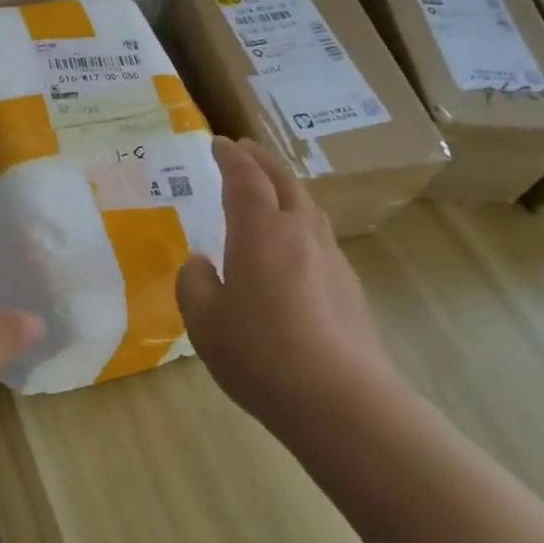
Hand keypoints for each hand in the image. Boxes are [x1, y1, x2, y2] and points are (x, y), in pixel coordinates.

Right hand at [177, 137, 402, 429]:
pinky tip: (293, 248)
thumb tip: (199, 263)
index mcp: (260, 232)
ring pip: (308, 207)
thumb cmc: (260, 354)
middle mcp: (299, 233)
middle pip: (284, 181)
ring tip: (271, 190)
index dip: (230, 157)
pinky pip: (320, 237)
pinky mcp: (349, 286)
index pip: (245, 178)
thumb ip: (195, 284)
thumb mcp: (204, 322)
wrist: (340, 399)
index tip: (219, 142)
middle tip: (245, 150)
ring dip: (286, 187)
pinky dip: (301, 222)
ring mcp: (331, 258)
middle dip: (262, 160)